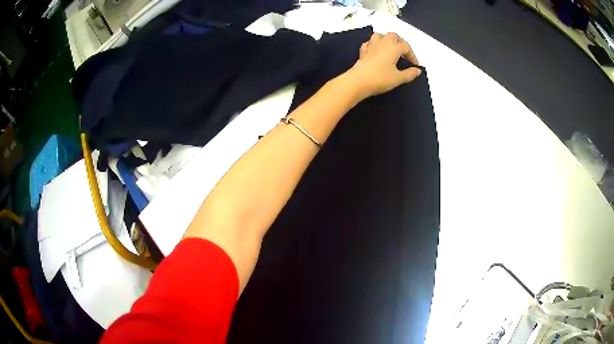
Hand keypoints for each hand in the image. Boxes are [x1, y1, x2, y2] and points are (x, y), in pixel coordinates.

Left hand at [346, 32, 420, 98]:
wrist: (358, 81)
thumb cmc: (380, 78)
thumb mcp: (398, 78)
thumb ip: (409, 74)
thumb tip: (417, 71)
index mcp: (393, 48)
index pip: (406, 47)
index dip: (412, 55)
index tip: (415, 65)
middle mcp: (382, 43)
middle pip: (393, 36)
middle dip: (400, 42)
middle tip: (404, 52)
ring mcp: (371, 46)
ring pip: (379, 36)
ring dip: (386, 39)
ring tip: (390, 48)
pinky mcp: (362, 52)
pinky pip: (369, 43)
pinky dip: (374, 45)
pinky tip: (376, 51)